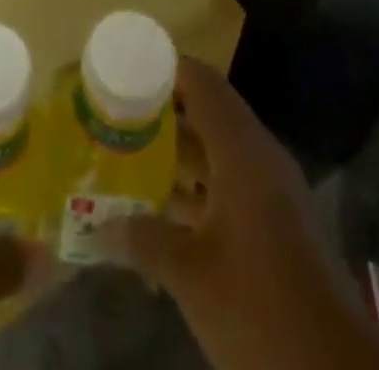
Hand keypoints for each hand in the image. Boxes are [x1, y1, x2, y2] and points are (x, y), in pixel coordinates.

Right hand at [102, 58, 378, 369]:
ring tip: (126, 160)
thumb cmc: (260, 308)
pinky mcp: (277, 227)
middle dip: (160, 116)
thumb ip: (144, 240)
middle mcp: (259, 158)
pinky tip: (160, 213)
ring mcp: (272, 193)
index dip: (162, 70)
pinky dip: (195, 190)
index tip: (121, 75)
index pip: (200, 82)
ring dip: (175, 156)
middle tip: (113, 120)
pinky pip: (229, 186)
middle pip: (206, 114)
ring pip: (216, 153)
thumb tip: (101, 227)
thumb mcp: (191, 275)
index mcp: (242, 150)